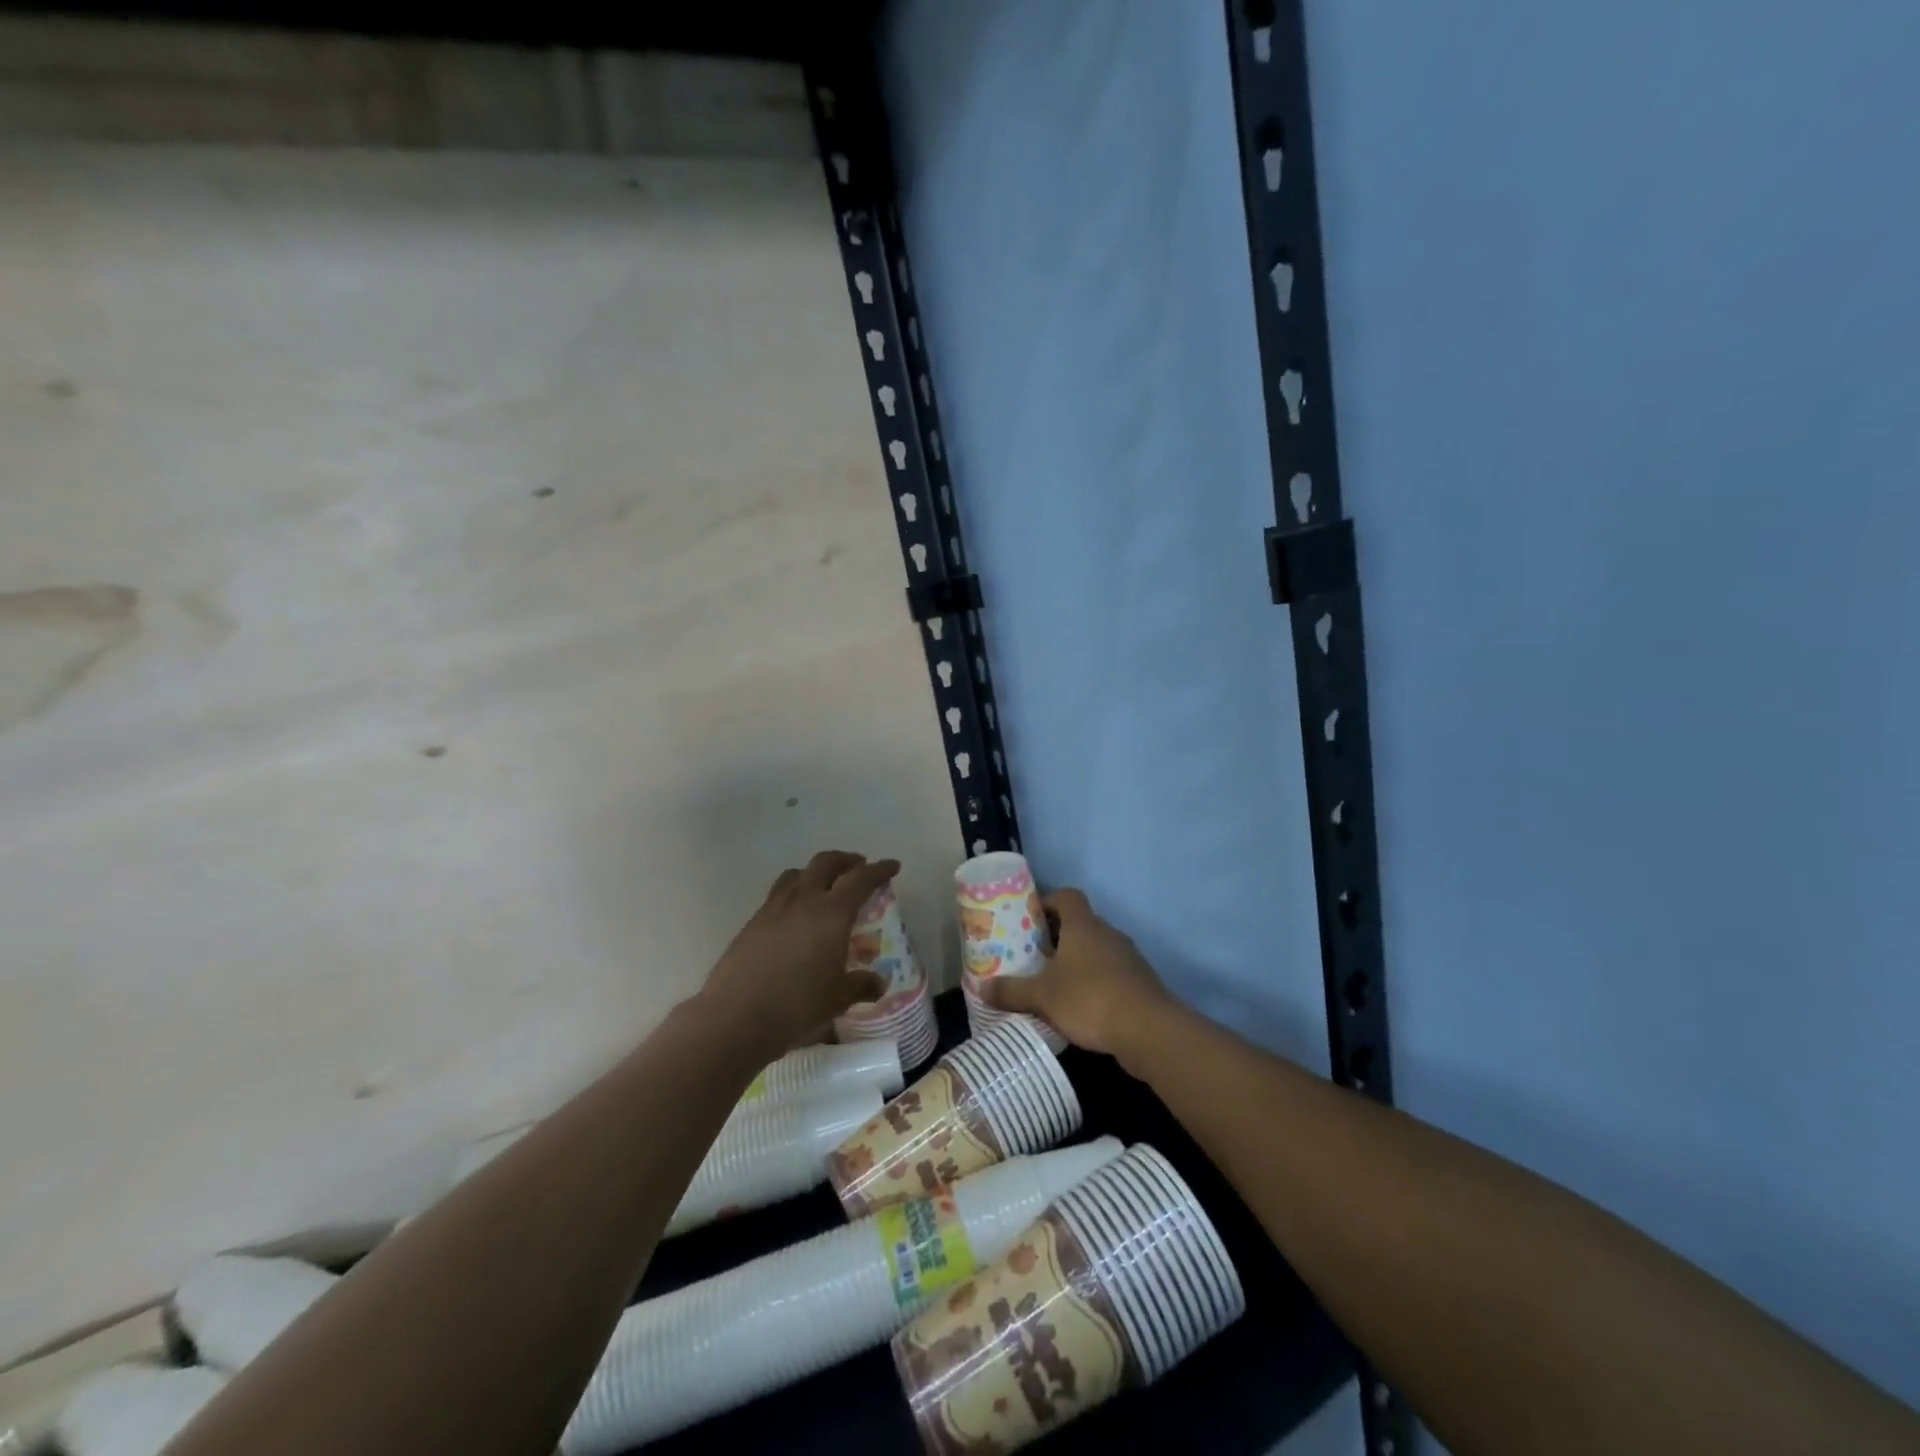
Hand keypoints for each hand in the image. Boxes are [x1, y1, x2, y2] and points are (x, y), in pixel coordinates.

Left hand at [698, 851, 899, 1057]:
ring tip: (825, 886)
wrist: (735, 1017)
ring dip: (816, 872)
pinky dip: (795, 892)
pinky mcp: (752, 922)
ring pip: (798, 874)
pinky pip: (778, 894)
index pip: (861, 879)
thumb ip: (861, 985)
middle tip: (859, 868)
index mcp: (832, 912)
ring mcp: (773, 908)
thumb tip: (879, 983)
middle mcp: (803, 900)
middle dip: (846, 861)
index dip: (879, 870)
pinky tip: (796, 916)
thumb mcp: (838, 998)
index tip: (893, 866)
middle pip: (826, 863)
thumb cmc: (797, 1005)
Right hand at [979, 888, 1174, 1069]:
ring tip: (1052, 983)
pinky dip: (1094, 982)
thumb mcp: (1042, 996)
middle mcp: (1107, 933)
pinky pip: (1110, 973)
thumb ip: (1011, 991)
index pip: (1067, 896)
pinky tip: (1079, 1006)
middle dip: (1056, 937)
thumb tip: (981, 988)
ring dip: (1076, 961)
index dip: (1047, 901)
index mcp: (1083, 925)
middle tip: (1032, 955)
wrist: (1148, 1030)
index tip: (1029, 918)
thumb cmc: (1090, 999)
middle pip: (1080, 923)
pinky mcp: (1139, 982)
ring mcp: (1127, 957)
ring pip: (1096, 949)